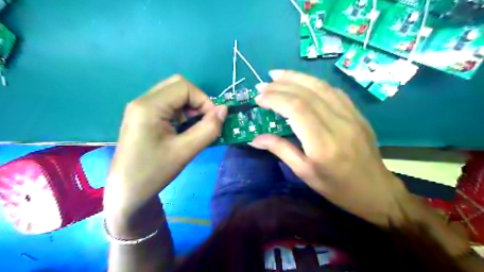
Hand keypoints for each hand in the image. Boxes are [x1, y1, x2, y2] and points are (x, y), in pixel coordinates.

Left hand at [103, 75, 226, 232]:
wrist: (126, 192)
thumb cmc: (153, 172)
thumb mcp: (185, 151)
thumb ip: (208, 129)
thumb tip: (224, 110)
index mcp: (149, 106)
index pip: (184, 87)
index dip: (204, 100)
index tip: (213, 120)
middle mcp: (143, 101)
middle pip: (178, 86)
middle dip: (197, 102)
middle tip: (204, 122)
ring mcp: (141, 108)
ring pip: (174, 95)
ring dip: (190, 108)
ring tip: (195, 128)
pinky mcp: (143, 117)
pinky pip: (168, 106)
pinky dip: (182, 114)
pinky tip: (183, 131)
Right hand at [253, 69, 410, 225]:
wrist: (375, 190)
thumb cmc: (336, 187)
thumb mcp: (304, 173)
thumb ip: (280, 150)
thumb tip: (255, 138)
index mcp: (322, 144)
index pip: (296, 109)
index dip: (275, 98)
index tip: (258, 98)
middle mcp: (338, 124)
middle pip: (306, 94)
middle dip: (281, 85)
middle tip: (262, 85)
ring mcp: (351, 115)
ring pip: (320, 86)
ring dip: (296, 77)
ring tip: (277, 75)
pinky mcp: (357, 113)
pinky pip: (333, 91)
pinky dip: (314, 83)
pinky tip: (301, 82)